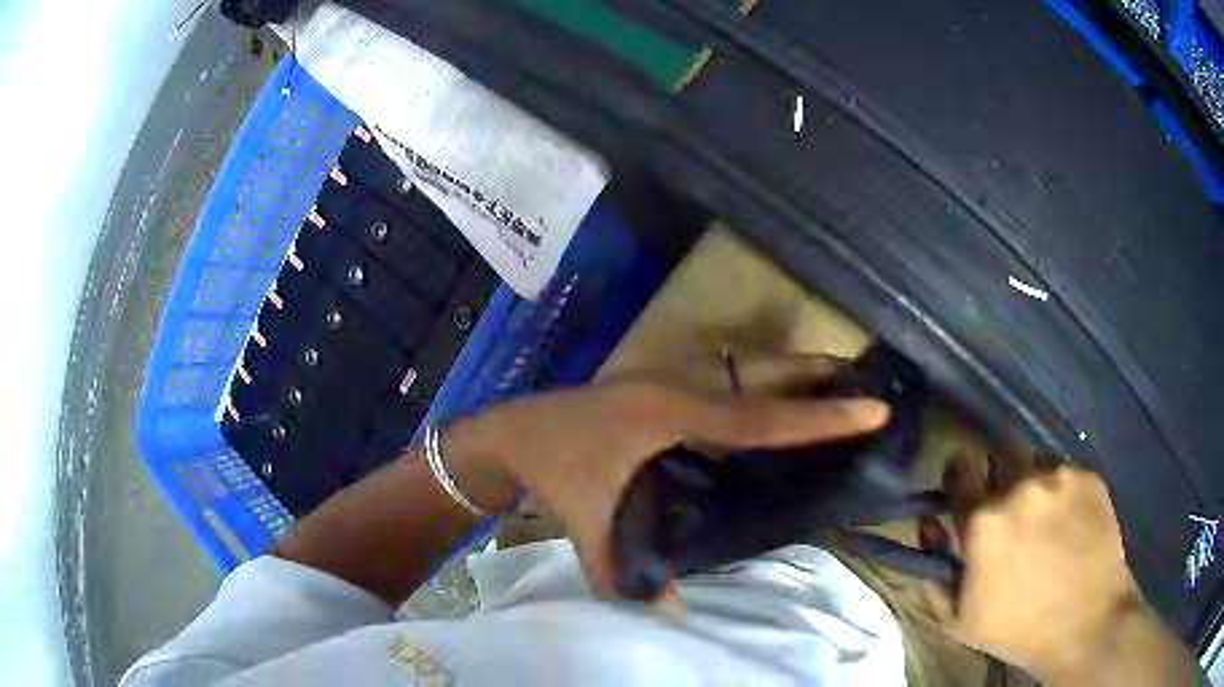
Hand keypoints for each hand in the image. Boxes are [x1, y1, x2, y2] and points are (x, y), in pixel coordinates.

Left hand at [442, 355, 889, 599]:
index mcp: (672, 414)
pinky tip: (769, 411)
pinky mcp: (657, 388)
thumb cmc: (554, 470)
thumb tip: (672, 617)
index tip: (873, 408)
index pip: (761, 419)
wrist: (509, 434)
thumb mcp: (592, 523)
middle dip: (814, 372)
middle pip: (762, 374)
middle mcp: (678, 386)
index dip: (820, 417)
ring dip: (787, 376)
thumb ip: (626, 576)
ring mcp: (667, 381)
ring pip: (743, 372)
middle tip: (864, 377)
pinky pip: (723, 385)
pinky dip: (756, 391)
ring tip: (832, 384)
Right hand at [921, 451, 1193, 684]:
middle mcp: (1020, 487)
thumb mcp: (959, 620)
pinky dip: (1061, 490)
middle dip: (999, 470)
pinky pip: (1066, 471)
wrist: (1086, 622)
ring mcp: (1059, 478)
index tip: (963, 484)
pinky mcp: (1088, 478)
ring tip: (1043, 514)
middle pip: (1001, 449)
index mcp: (983, 521)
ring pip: (1037, 459)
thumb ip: (934, 574)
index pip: (959, 469)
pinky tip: (1070, 522)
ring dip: (1032, 480)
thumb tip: (928, 527)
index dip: (959, 475)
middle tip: (1007, 501)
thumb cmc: (1017, 628)